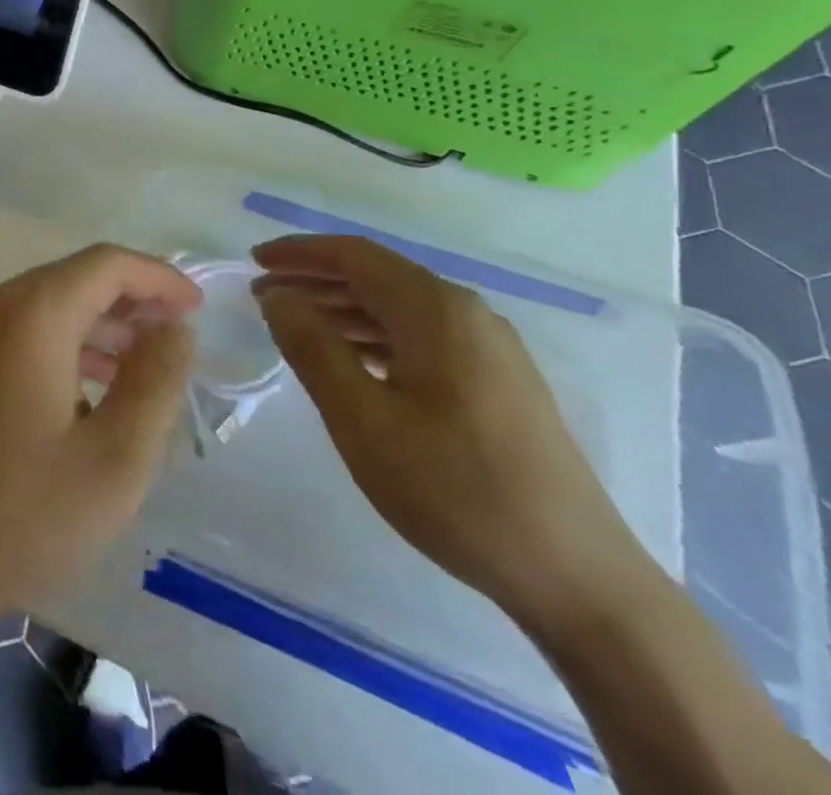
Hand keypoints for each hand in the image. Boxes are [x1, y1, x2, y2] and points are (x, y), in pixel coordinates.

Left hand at [0, 245, 198, 631]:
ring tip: (144, 368)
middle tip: (176, 342)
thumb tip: (175, 329)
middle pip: (75, 278)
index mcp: (31, 314)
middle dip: (132, 301)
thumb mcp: (115, 460)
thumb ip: (154, 384)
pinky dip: (65, 344)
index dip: (158, 278)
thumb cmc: (23, 514)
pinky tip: (91, 390)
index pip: (106, 264)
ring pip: (48, 304)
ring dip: (100, 325)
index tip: (198, 309)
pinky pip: (22, 329)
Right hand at [251, 235, 643, 630]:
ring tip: (293, 328)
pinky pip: (420, 336)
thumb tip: (277, 296)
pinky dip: (372, 335)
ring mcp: (490, 349)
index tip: (252, 262)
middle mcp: (467, 315)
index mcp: (437, 311)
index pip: (354, 255)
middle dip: (314, 279)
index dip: (298, 253)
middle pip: (377, 276)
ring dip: (341, 309)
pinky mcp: (498, 381)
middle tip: (263, 297)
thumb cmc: (455, 490)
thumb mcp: (362, 419)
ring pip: (398, 307)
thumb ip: (312, 347)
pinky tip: (349, 362)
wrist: (577, 577)